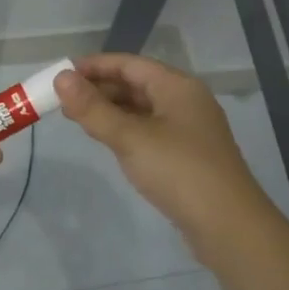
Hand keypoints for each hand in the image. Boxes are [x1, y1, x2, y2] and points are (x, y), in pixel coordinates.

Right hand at [54, 54, 275, 260]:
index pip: (129, 64)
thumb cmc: (179, 171)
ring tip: (76, 118)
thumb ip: (93, 108)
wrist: (228, 226)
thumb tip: (60, 78)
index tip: (60, 73)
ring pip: (141, 108)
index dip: (94, 66)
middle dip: (99, 88)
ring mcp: (188, 129)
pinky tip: (106, 140)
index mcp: (177, 87)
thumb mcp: (130, 138)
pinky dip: (124, 129)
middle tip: (62, 100)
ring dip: (110, 109)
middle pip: (136, 84)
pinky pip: (148, 130)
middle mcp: (185, 101)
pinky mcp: (186, 154)